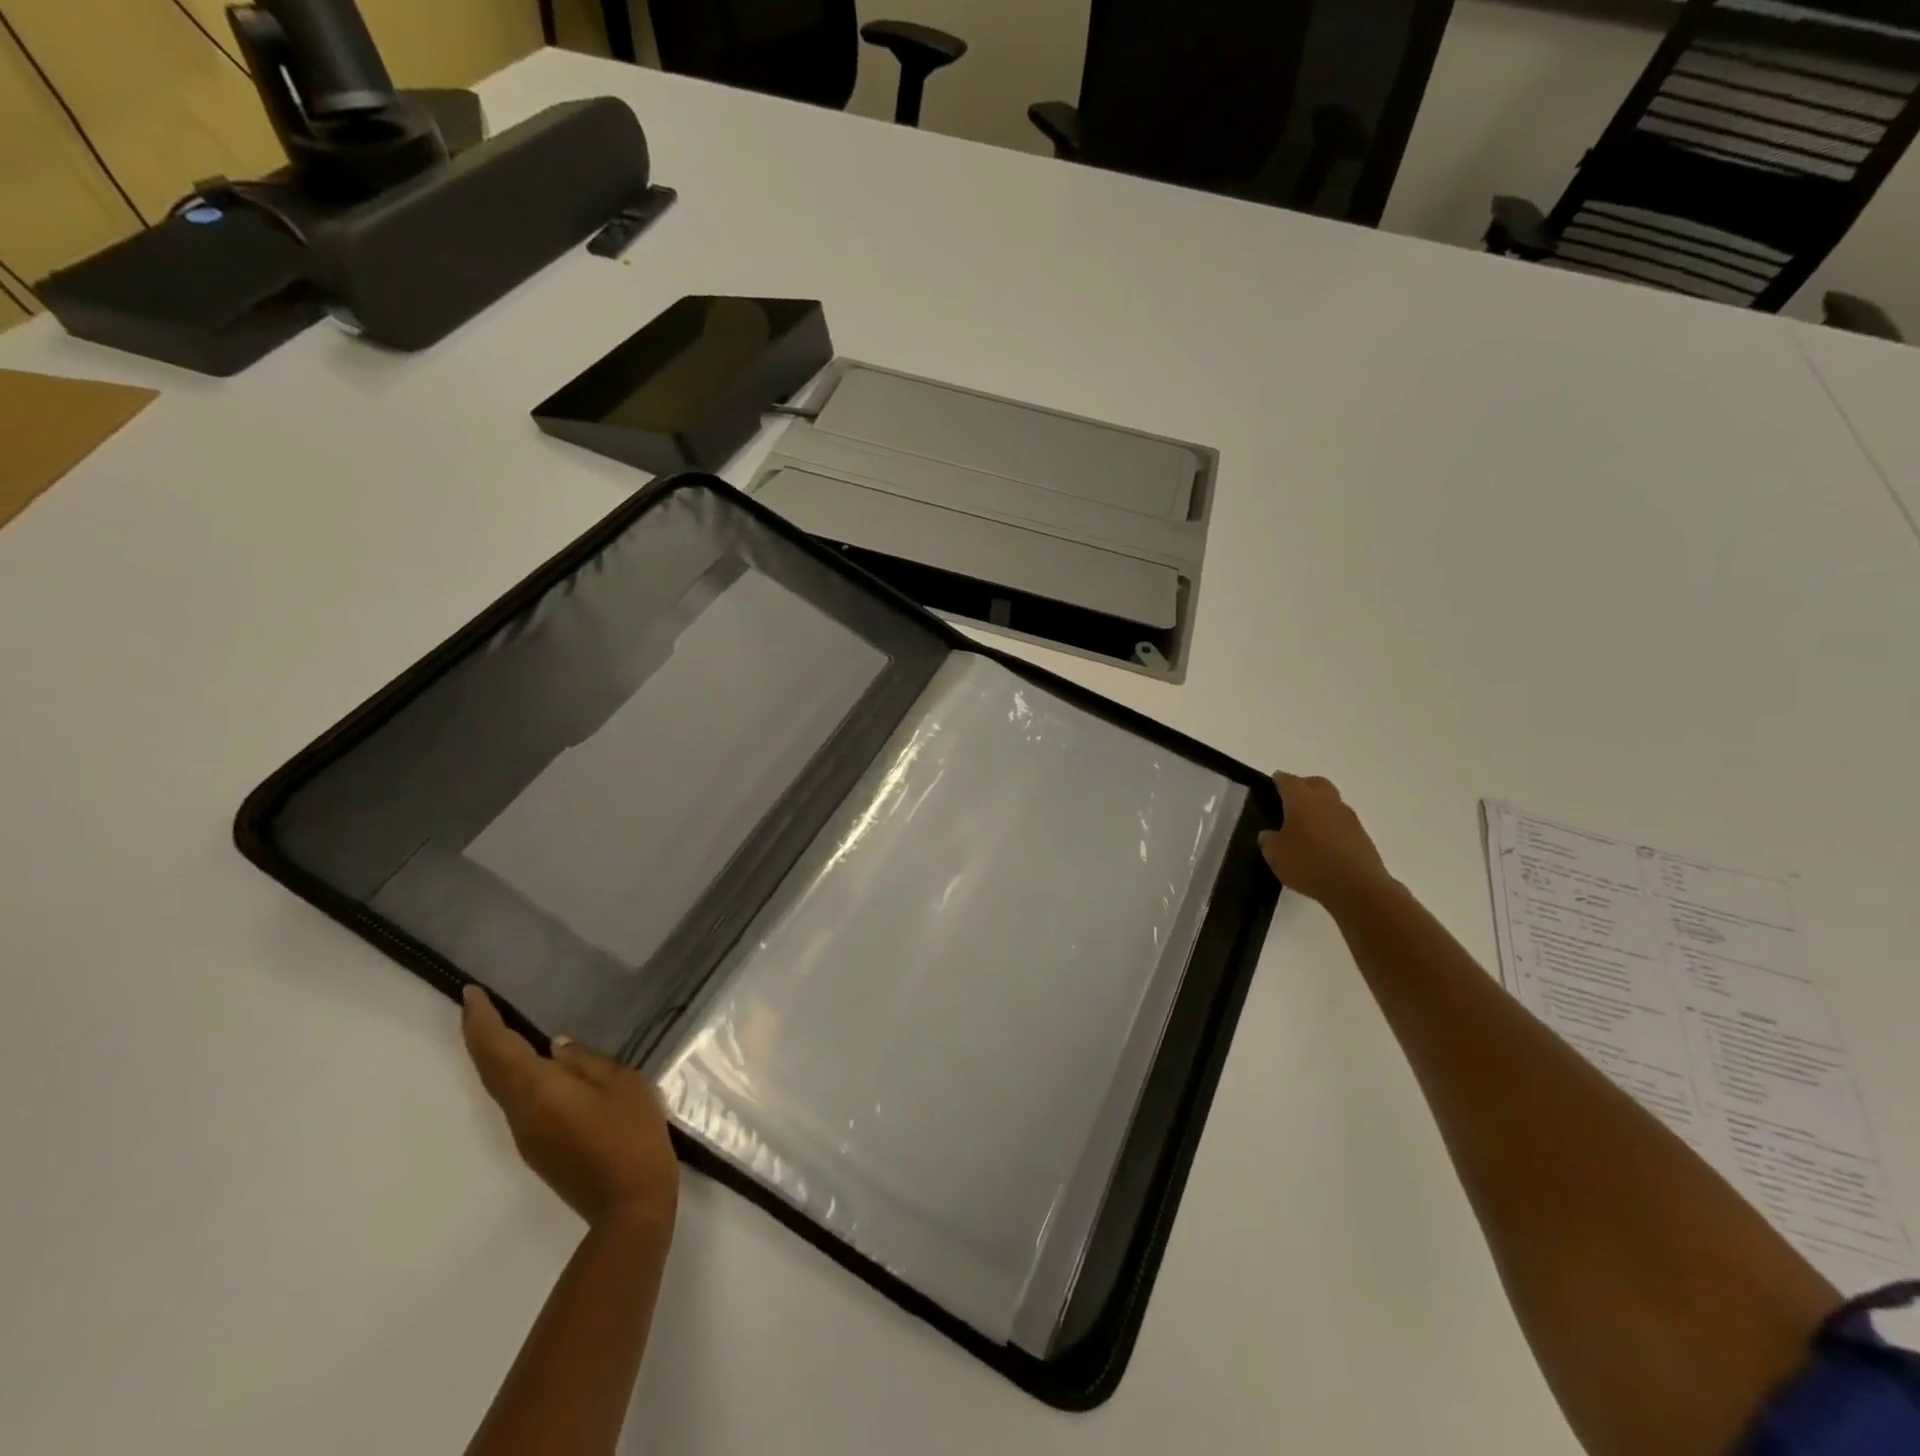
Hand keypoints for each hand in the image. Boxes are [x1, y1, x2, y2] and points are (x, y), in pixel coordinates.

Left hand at [461, 986, 679, 1233]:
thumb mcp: (623, 1084)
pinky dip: (511, 1074)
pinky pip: (515, 1101)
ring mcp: (527, 1135)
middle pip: (490, 1070)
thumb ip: (587, 1062)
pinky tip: (530, 1064)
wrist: (630, 1203)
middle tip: (476, 1004)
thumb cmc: (632, 1134)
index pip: (499, 1050)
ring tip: (500, 1027)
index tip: (471, 993)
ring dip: (493, 1056)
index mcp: (540, 1091)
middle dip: (479, 1035)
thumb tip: (557, 1047)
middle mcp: (521, 1113)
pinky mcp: (539, 1148)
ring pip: (499, 1087)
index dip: (482, 1021)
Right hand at [1258, 772, 1394, 911]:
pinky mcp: (1361, 835)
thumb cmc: (1309, 864)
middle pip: (1315, 783)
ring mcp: (1348, 817)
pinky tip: (1322, 845)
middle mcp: (1326, 800)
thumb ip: (1268, 839)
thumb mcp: (1274, 854)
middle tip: (1289, 804)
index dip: (1277, 781)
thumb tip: (1270, 834)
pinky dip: (1331, 827)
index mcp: (1301, 798)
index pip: (1287, 780)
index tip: (1270, 787)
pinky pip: (1341, 822)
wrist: (1358, 887)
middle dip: (1302, 788)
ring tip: (1305, 829)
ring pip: (1330, 802)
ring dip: (1319, 809)